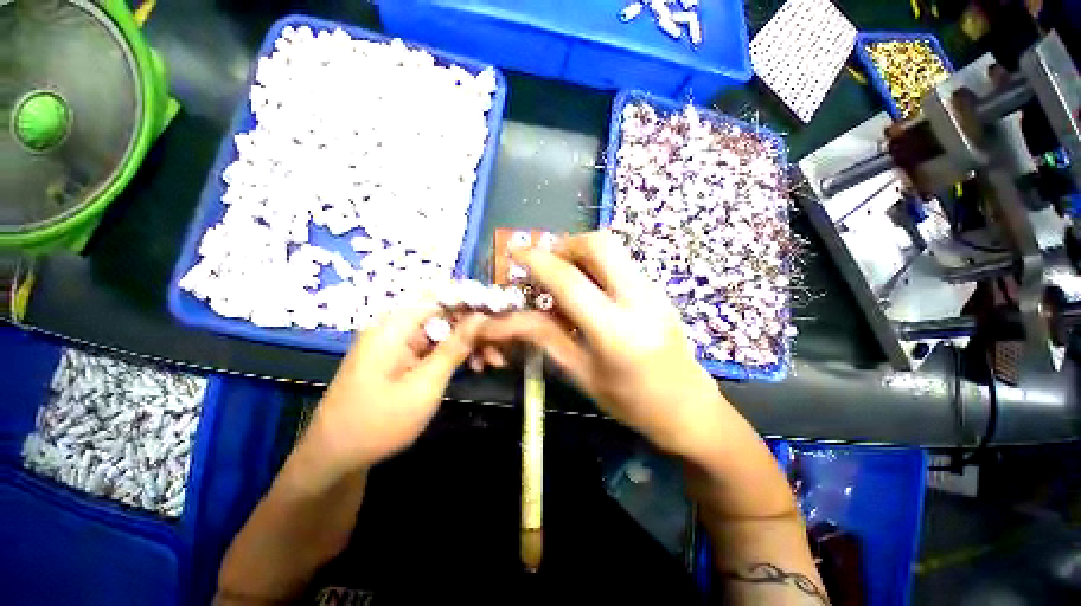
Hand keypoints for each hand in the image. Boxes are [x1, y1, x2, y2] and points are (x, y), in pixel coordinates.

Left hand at [310, 301, 483, 470]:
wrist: (334, 457)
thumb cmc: (379, 422)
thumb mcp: (425, 385)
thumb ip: (454, 347)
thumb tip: (480, 316)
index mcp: (394, 326)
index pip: (440, 297)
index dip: (471, 302)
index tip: (498, 315)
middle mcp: (394, 327)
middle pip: (443, 314)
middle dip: (474, 328)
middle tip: (498, 349)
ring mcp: (395, 342)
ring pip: (441, 331)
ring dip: (467, 343)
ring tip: (491, 362)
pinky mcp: (398, 357)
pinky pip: (432, 345)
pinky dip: (452, 354)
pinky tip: (471, 366)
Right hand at [480, 231, 729, 458]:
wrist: (689, 408)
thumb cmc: (631, 402)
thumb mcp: (581, 374)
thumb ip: (546, 338)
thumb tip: (508, 319)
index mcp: (616, 332)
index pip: (570, 282)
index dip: (538, 262)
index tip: (515, 253)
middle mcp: (639, 301)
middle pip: (600, 244)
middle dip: (566, 245)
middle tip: (548, 266)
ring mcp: (654, 291)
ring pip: (613, 249)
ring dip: (581, 253)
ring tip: (564, 280)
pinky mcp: (658, 290)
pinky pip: (621, 262)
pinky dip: (596, 265)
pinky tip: (589, 292)